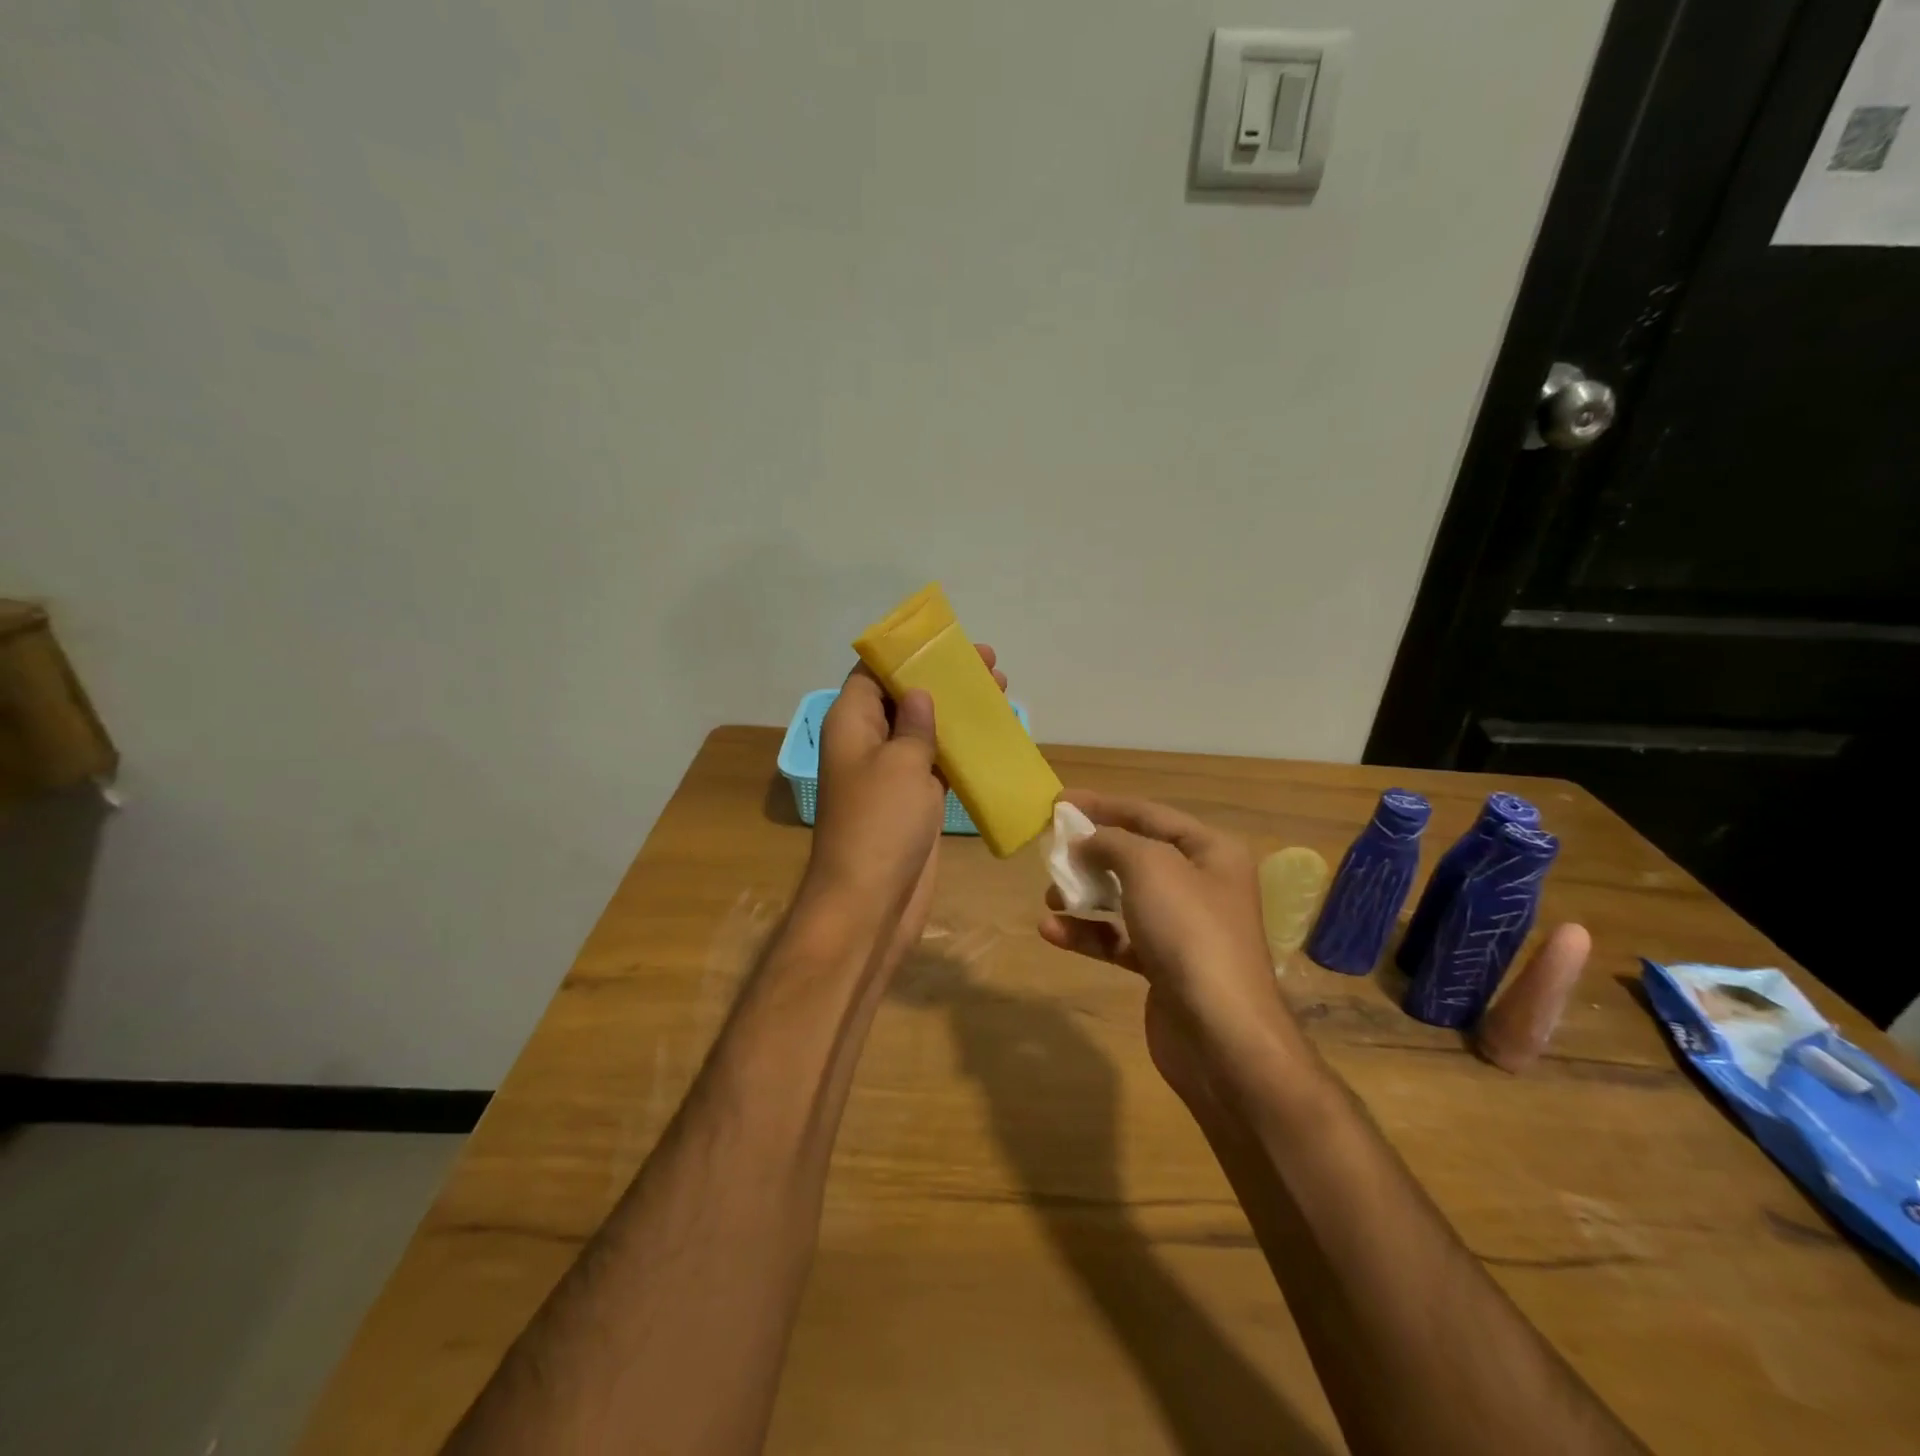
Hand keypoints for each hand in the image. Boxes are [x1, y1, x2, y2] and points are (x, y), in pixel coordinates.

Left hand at [802, 646, 1006, 972]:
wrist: (872, 902)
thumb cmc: (881, 824)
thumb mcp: (901, 763)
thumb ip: (914, 724)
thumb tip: (919, 693)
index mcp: (852, 724)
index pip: (872, 673)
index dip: (906, 654)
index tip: (944, 641)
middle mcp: (868, 744)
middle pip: (905, 699)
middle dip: (943, 680)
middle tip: (988, 664)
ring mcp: (892, 776)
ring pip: (926, 731)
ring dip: (959, 713)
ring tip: (1001, 691)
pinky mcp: (914, 803)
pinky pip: (939, 765)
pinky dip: (964, 750)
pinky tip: (996, 738)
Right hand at [1038, 791, 1302, 1105]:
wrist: (1221, 1035)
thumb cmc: (1189, 932)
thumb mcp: (1149, 866)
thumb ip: (1112, 842)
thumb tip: (1086, 842)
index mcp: (1210, 852)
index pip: (1149, 814)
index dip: (1103, 805)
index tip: (1059, 802)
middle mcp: (1201, 885)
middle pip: (1135, 856)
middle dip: (1091, 853)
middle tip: (1052, 852)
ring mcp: (1183, 929)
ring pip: (1124, 898)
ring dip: (1084, 895)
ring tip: (1049, 896)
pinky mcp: (1163, 967)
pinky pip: (1119, 939)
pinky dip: (1088, 933)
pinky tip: (1052, 932)